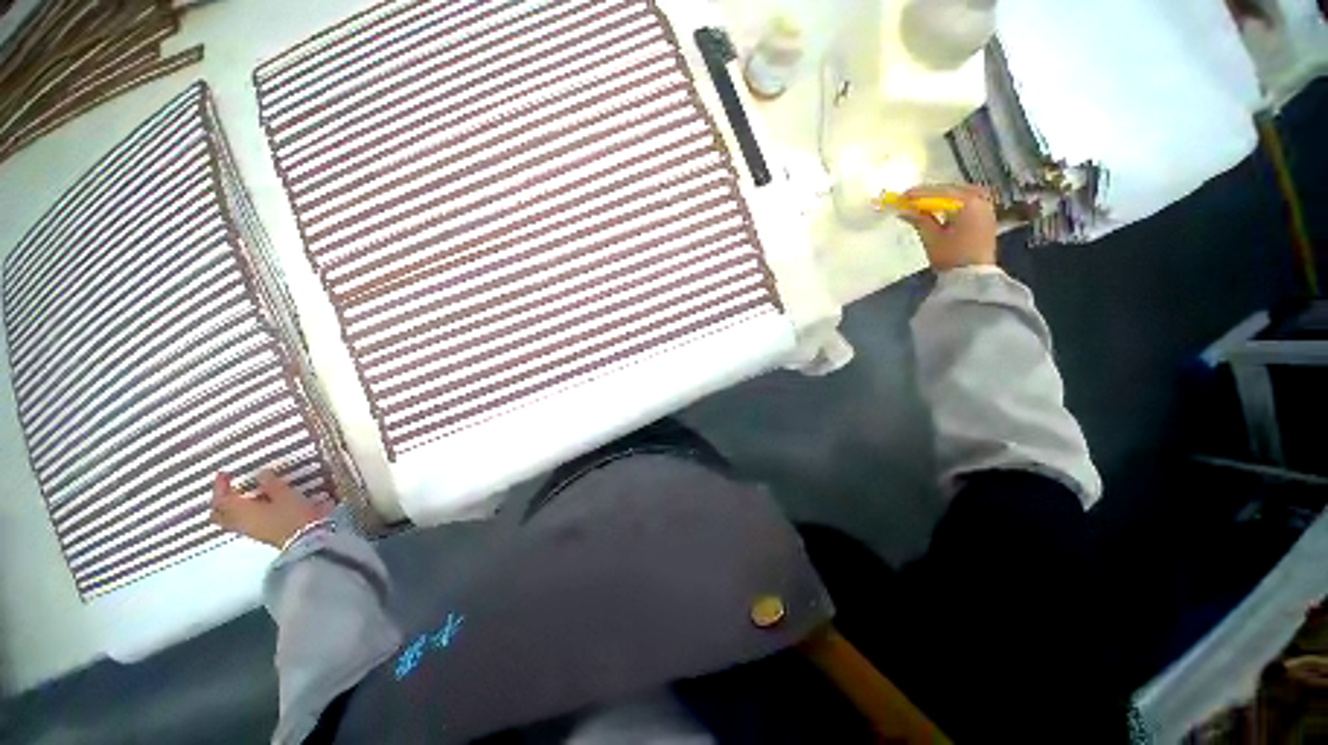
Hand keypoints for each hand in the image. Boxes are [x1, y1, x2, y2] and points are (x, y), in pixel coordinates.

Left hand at [210, 469, 331, 548]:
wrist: (307, 540)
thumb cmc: (293, 515)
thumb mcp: (286, 495)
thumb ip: (271, 484)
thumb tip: (260, 473)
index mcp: (241, 511)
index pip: (221, 499)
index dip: (220, 486)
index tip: (223, 473)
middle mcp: (240, 522)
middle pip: (219, 515)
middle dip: (219, 501)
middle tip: (227, 489)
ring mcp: (250, 531)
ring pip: (230, 520)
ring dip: (231, 508)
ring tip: (243, 496)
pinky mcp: (262, 535)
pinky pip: (243, 523)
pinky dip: (243, 514)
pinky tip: (258, 507)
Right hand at [897, 184, 997, 271]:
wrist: (972, 275)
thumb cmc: (951, 256)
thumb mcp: (931, 237)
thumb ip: (919, 219)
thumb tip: (903, 210)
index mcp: (967, 204)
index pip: (939, 192)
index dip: (919, 194)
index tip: (902, 196)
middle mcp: (980, 200)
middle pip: (951, 190)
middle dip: (930, 194)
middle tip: (911, 199)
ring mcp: (986, 207)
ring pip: (961, 193)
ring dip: (943, 196)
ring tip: (925, 203)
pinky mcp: (986, 216)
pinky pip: (969, 200)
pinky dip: (954, 201)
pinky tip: (942, 207)